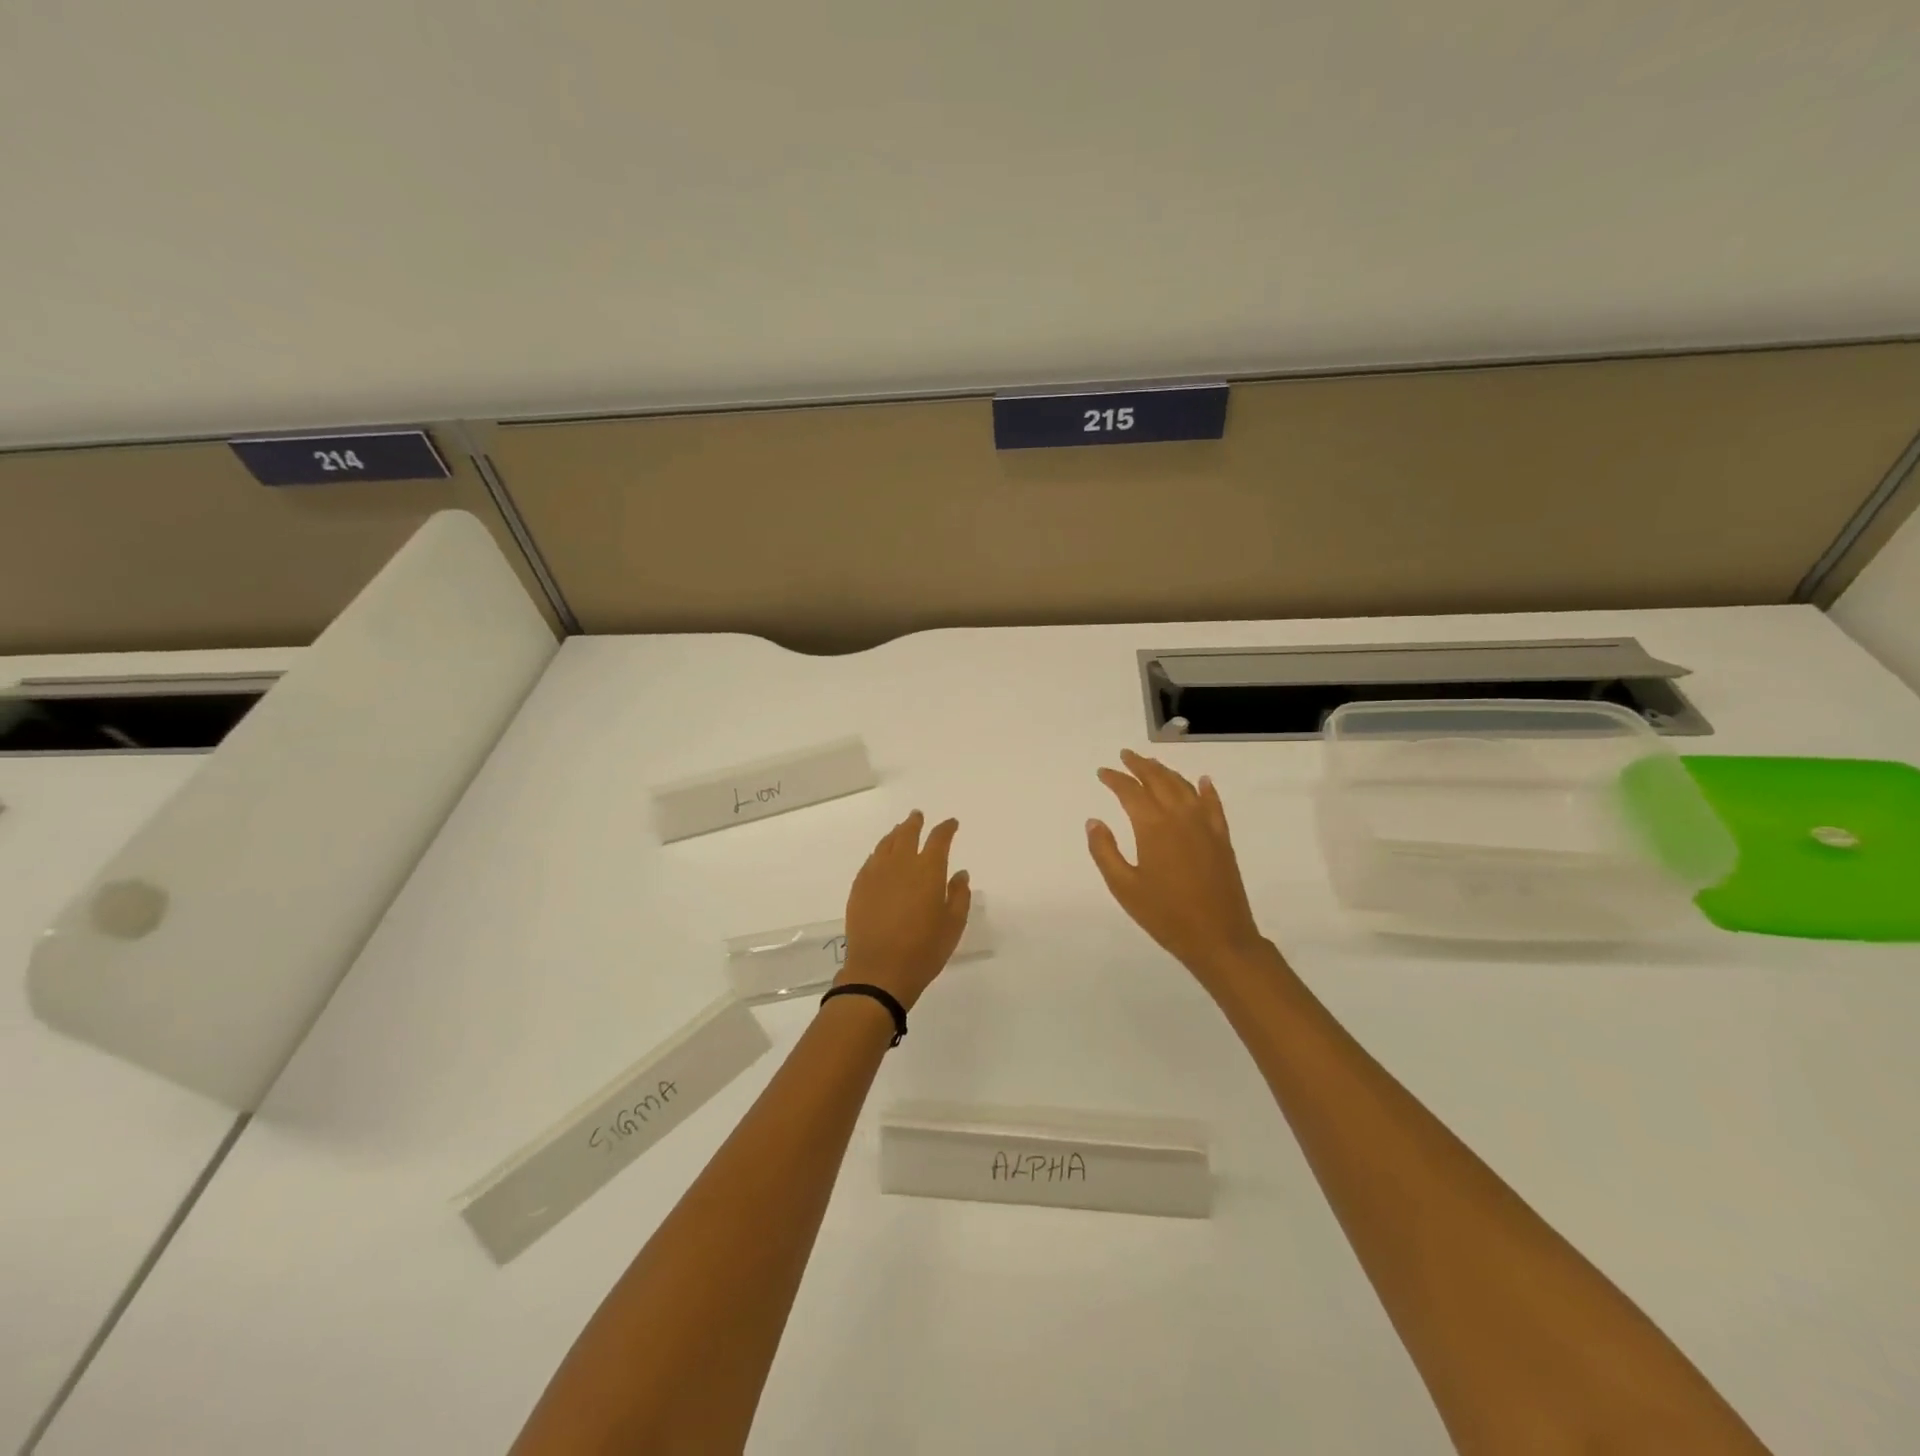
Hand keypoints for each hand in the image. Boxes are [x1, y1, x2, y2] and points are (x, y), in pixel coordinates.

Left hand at [839, 811, 971, 1009]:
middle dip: (915, 823)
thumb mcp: (953, 925)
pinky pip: (870, 861)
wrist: (879, 971)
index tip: (951, 824)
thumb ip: (959, 895)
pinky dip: (879, 853)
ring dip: (895, 834)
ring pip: (885, 844)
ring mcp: (876, 874)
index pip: (939, 839)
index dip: (946, 829)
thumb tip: (961, 873)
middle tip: (918, 816)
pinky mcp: (859, 888)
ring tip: (899, 831)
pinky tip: (880, 857)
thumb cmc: (924, 950)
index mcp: (928, 870)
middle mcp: (901, 864)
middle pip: (907, 834)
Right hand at [1088, 750, 1265, 987]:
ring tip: (1152, 765)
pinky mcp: (1222, 838)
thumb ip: (1105, 851)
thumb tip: (1094, 821)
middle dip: (1140, 766)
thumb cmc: (1165, 915)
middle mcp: (1180, 816)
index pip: (1130, 791)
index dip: (1115, 779)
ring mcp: (1205, 825)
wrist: (1219, 937)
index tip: (1103, 772)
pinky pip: (1213, 804)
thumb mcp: (1124, 887)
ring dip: (1166, 772)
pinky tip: (1202, 781)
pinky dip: (1206, 789)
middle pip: (1158, 780)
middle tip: (1125, 756)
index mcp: (1153, 826)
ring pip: (1184, 787)